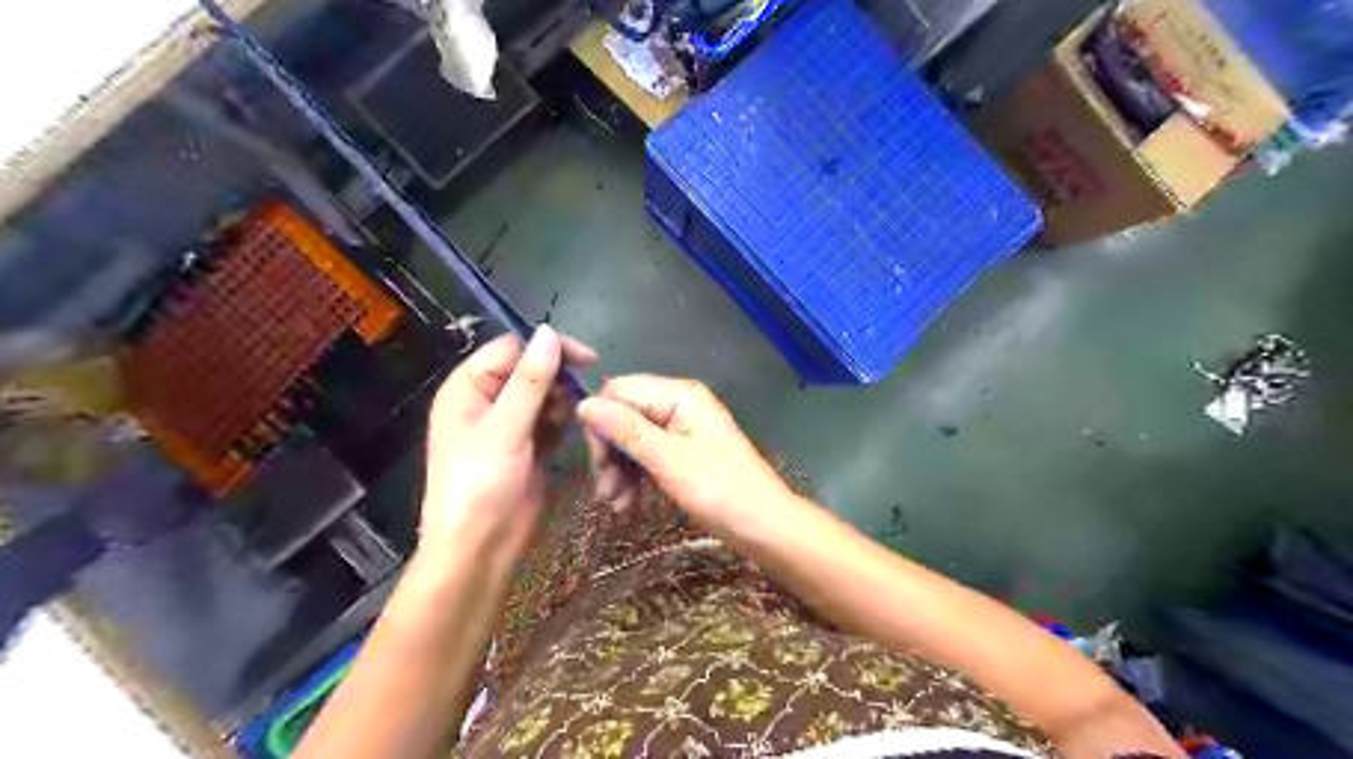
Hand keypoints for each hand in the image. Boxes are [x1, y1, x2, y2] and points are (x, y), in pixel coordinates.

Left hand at [422, 328, 592, 567]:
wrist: (480, 549)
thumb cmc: (481, 485)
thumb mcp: (505, 428)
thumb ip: (530, 380)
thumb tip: (549, 332)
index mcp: (468, 388)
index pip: (511, 349)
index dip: (548, 348)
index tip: (587, 359)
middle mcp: (487, 400)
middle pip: (530, 370)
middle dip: (559, 377)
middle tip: (584, 395)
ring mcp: (509, 425)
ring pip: (545, 395)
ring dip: (564, 400)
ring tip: (576, 418)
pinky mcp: (528, 446)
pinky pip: (550, 420)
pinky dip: (564, 421)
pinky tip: (576, 430)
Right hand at [577, 377, 794, 535]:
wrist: (765, 525)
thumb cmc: (719, 490)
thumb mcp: (667, 459)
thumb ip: (625, 430)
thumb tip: (583, 404)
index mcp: (678, 394)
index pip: (618, 391)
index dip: (601, 424)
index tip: (598, 463)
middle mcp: (679, 403)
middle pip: (624, 414)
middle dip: (610, 450)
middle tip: (605, 490)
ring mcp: (683, 427)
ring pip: (633, 437)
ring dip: (619, 467)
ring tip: (616, 503)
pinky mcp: (684, 450)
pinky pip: (649, 453)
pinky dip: (635, 475)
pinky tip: (627, 501)